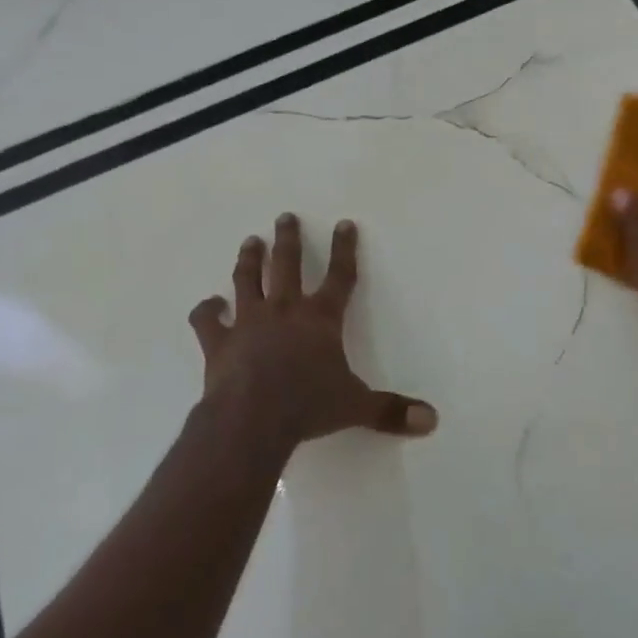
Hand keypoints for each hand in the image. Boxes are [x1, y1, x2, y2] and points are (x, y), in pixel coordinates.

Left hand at [189, 214, 437, 451]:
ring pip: (247, 280)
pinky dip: (206, 310)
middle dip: (288, 239)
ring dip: (249, 260)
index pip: (339, 276)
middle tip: (285, 216)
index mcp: (320, 319)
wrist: (252, 419)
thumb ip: (391, 410)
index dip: (344, 249)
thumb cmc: (308, 407)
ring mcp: (247, 322)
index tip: (344, 224)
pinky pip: (207, 319)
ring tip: (251, 242)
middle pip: (287, 264)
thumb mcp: (356, 406)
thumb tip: (431, 420)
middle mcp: (284, 310)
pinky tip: (209, 304)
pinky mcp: (218, 341)